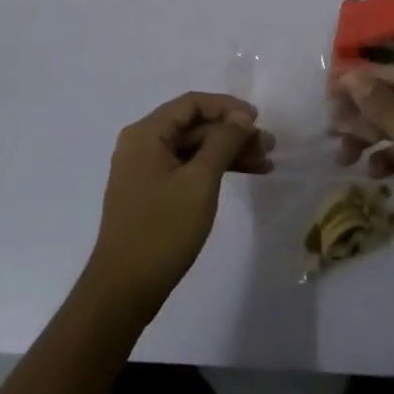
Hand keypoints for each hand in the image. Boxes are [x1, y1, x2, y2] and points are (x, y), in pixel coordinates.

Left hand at [84, 92, 271, 315]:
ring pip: (193, 149)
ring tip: (265, 162)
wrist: (124, 289)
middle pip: (194, 126)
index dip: (227, 107)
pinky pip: (186, 169)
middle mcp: (141, 144)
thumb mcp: (200, 182)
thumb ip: (222, 143)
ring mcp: (145, 170)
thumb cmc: (162, 229)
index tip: (258, 120)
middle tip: (269, 146)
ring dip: (228, 152)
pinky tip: (243, 176)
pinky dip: (213, 170)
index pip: (191, 103)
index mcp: (146, 133)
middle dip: (232, 133)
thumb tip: (241, 117)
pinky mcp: (152, 192)